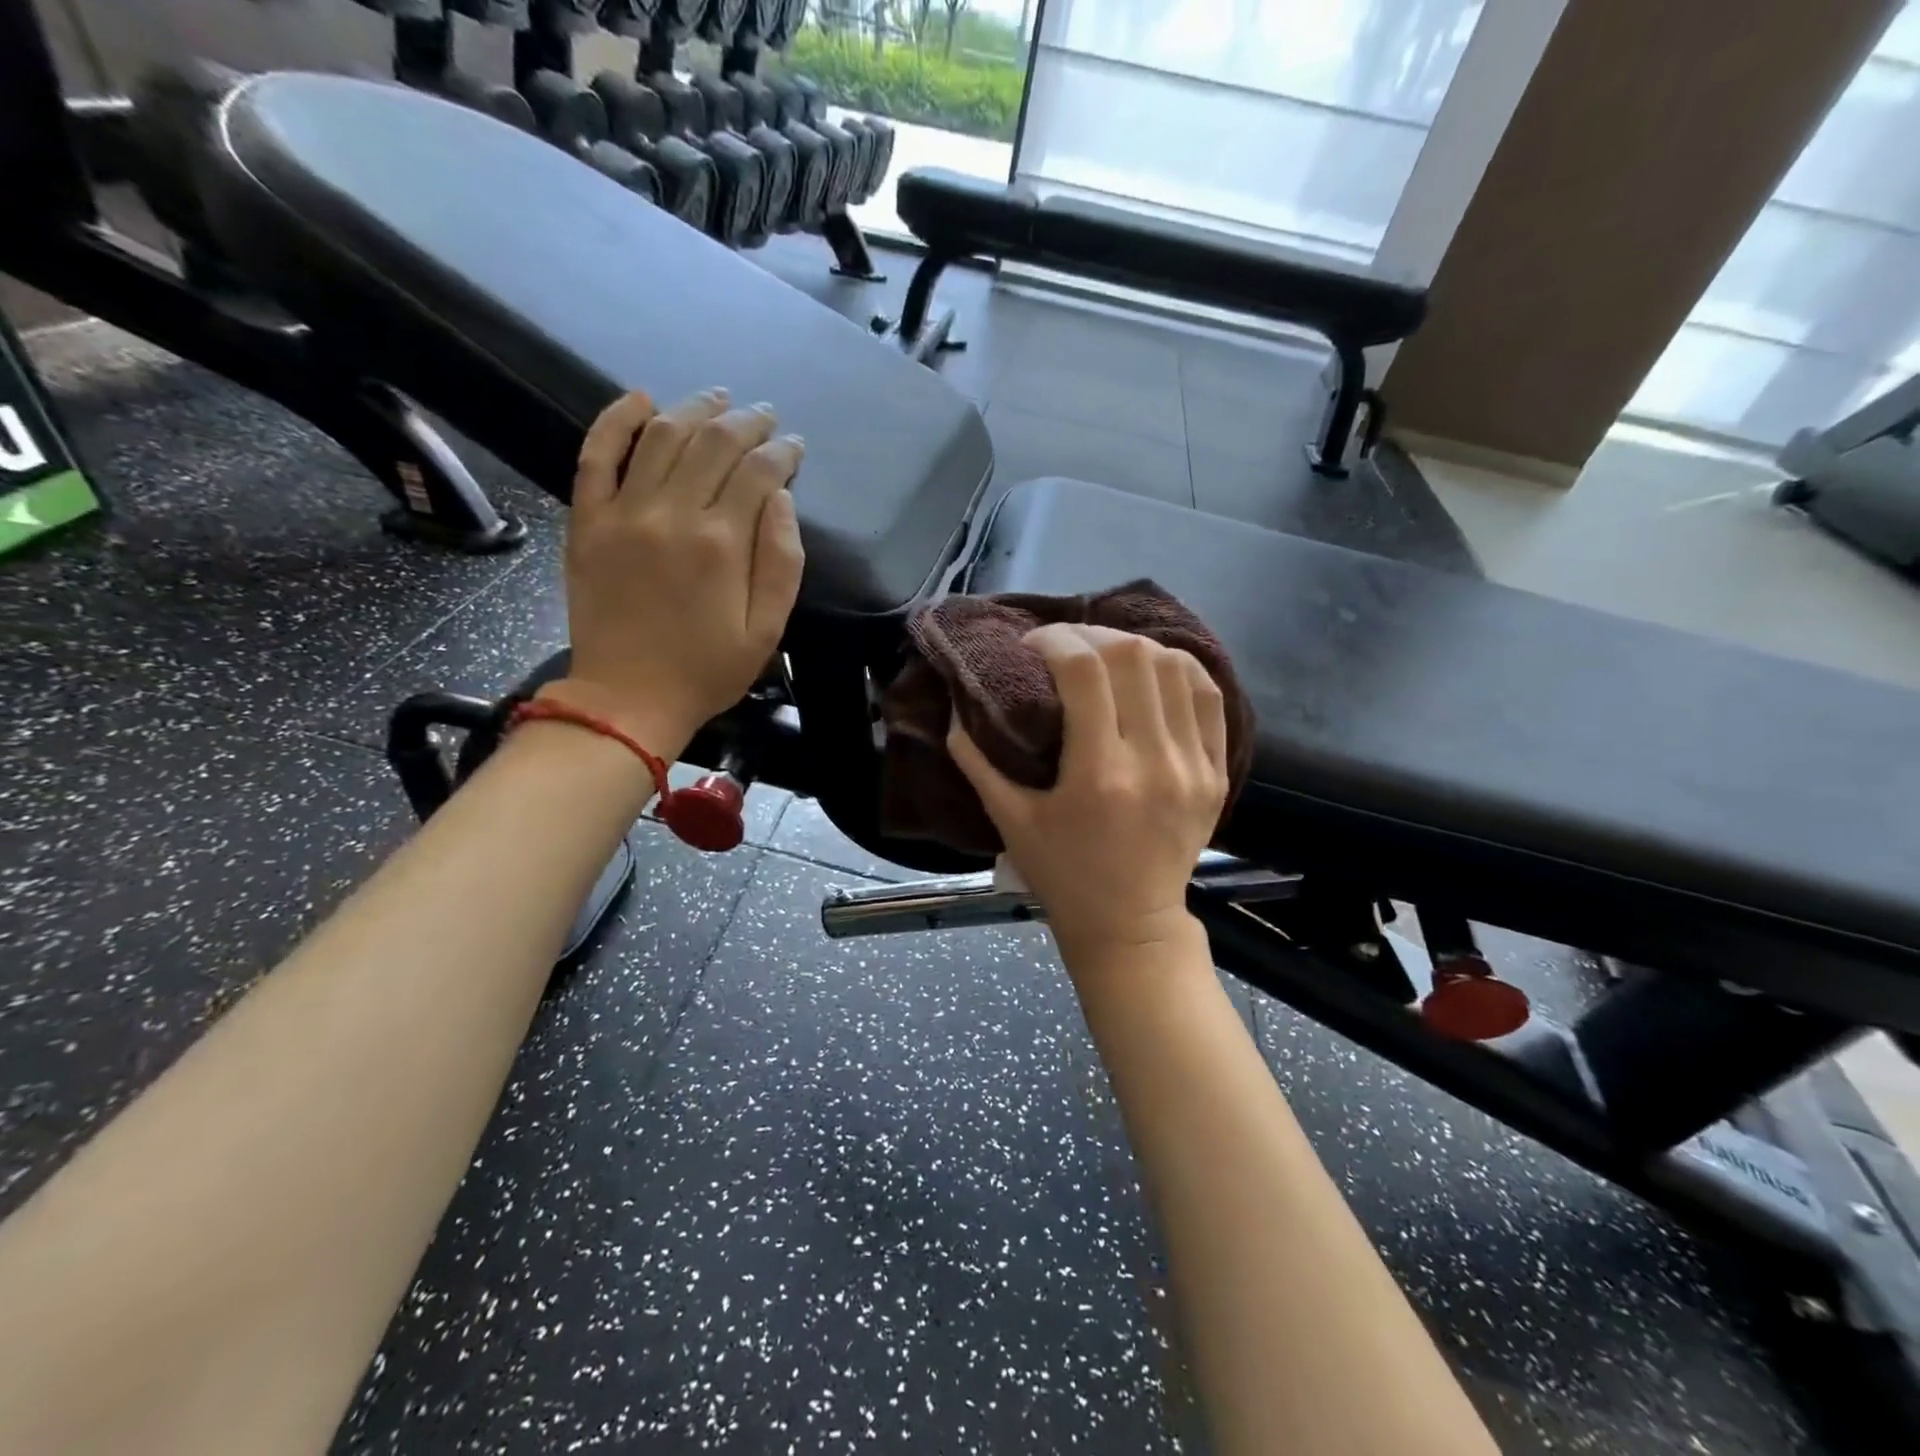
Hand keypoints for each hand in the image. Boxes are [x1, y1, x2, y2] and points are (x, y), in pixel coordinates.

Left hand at [555, 388, 804, 752]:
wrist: (627, 699)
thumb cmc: (707, 670)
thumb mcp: (767, 630)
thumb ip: (782, 561)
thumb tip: (781, 500)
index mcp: (722, 543)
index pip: (758, 473)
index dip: (782, 453)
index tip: (795, 448)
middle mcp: (672, 513)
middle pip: (713, 443)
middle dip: (746, 423)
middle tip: (764, 416)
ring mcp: (623, 512)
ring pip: (660, 436)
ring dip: (693, 410)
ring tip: (716, 400)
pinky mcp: (588, 521)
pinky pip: (596, 455)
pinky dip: (615, 420)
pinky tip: (639, 400)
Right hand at [948, 624, 1229, 960]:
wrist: (1130, 925)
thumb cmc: (1062, 875)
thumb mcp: (1010, 821)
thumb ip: (977, 761)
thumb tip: (954, 707)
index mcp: (1099, 774)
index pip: (1084, 670)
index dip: (1053, 640)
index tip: (1031, 645)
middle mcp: (1154, 761)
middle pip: (1133, 656)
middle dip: (1091, 635)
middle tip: (1065, 645)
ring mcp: (1194, 765)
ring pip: (1175, 667)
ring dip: (1134, 648)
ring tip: (1106, 657)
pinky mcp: (1217, 771)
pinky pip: (1208, 696)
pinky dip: (1179, 670)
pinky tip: (1151, 671)